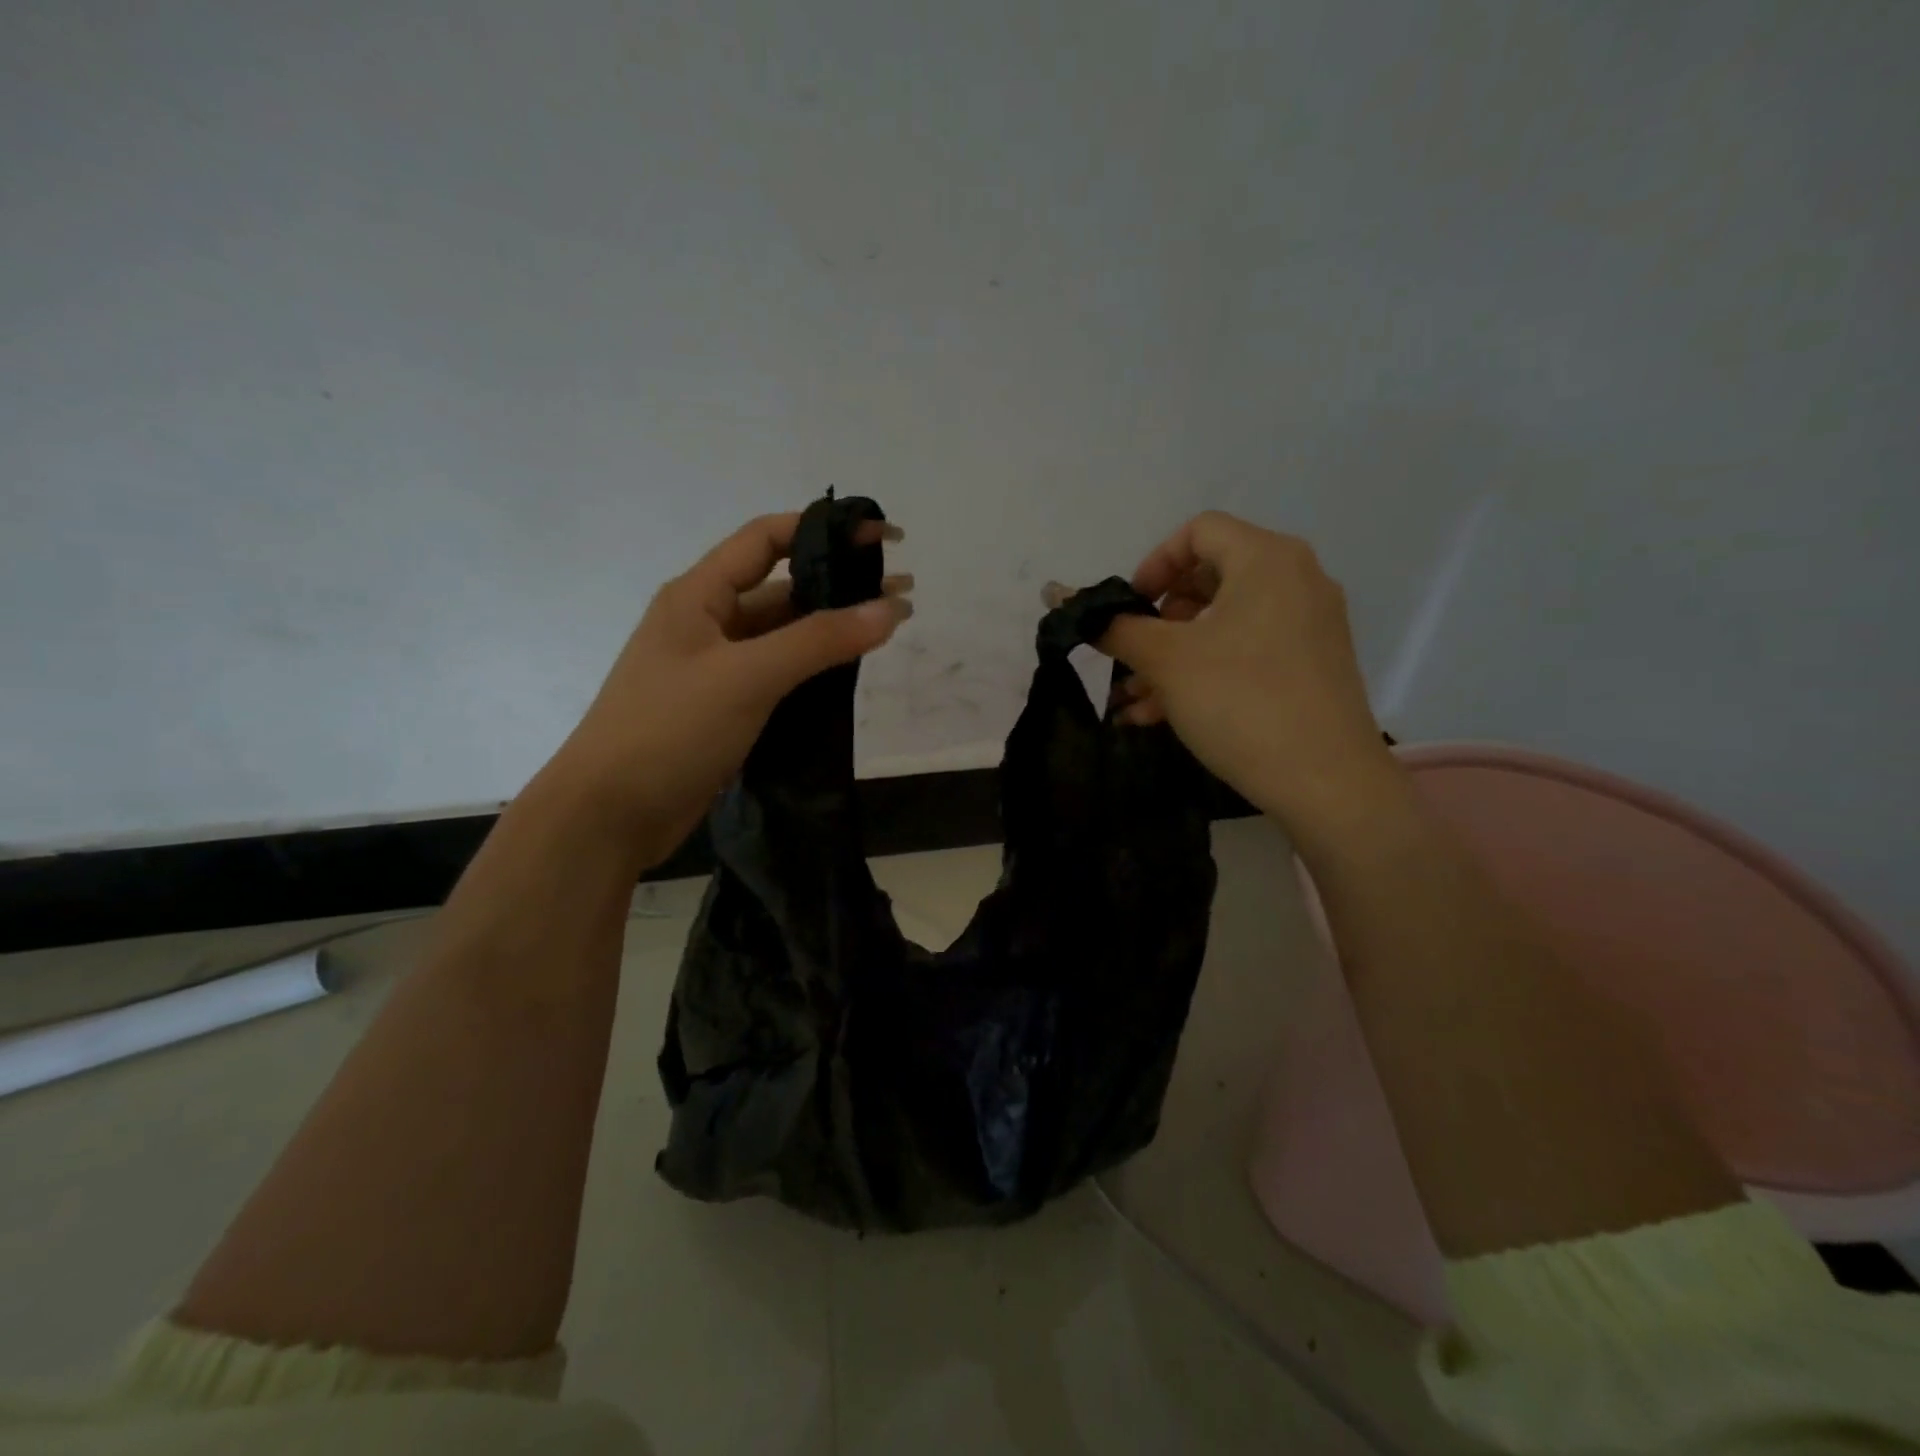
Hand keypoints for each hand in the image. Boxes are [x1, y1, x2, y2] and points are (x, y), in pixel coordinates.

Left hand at [554, 512, 911, 864]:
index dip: (823, 529)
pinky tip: (849, 675)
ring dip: (831, 630)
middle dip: (839, 585)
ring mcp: (716, 669)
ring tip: (888, 630)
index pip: (766, 539)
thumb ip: (819, 640)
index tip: (881, 536)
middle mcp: (707, 623)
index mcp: (699, 595)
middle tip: (902, 591)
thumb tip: (890, 609)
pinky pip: (778, 675)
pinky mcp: (725, 708)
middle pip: (781, 588)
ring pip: (782, 636)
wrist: (610, 814)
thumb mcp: (748, 676)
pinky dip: (813, 670)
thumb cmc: (670, 729)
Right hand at [1088, 511, 1391, 828]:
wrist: (1326, 781)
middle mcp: (1296, 580)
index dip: (1153, 564)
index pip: (1198, 532)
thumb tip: (1063, 599)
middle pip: (1209, 579)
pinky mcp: (1311, 665)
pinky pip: (1247, 651)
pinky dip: (1205, 671)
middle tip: (1131, 656)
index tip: (1130, 609)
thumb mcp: (1166, 661)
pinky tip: (1162, 715)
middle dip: (1158, 621)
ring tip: (1135, 700)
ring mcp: (1308, 625)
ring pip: (1223, 623)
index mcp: (1267, 559)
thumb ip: (1115, 627)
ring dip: (1172, 656)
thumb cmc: (1240, 701)